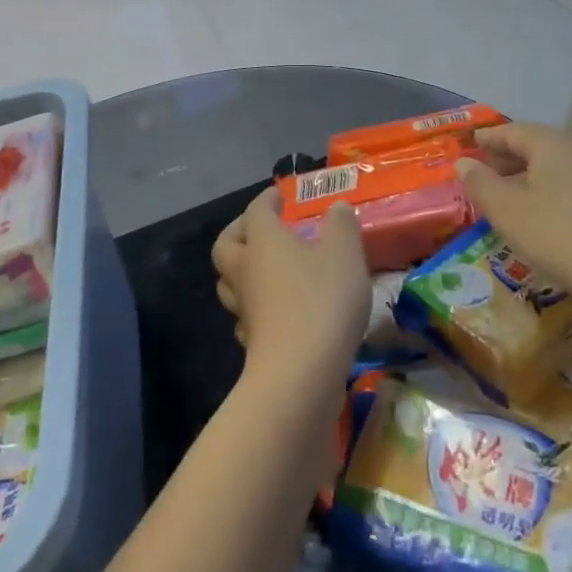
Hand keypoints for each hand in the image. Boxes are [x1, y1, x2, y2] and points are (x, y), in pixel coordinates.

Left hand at [212, 188, 369, 401]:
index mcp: (263, 241)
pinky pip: (245, 315)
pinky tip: (275, 310)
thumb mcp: (344, 254)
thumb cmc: (322, 301)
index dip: (267, 200)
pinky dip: (255, 306)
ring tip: (268, 269)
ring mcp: (245, 309)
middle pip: (226, 245)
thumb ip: (342, 226)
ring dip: (243, 270)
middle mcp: (245, 270)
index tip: (278, 196)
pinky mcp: (252, 341)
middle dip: (240, 232)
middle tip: (260, 229)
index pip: (256, 211)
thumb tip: (337, 207)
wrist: (300, 375)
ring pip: (229, 282)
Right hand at [455, 124, 571, 323]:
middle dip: (517, 153)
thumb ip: (482, 184)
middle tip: (495, 168)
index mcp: (552, 143)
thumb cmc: (562, 237)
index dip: (490, 138)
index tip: (473, 143)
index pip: (514, 131)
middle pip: (545, 142)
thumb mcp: (508, 213)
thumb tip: (464, 163)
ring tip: (538, 181)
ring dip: (553, 166)